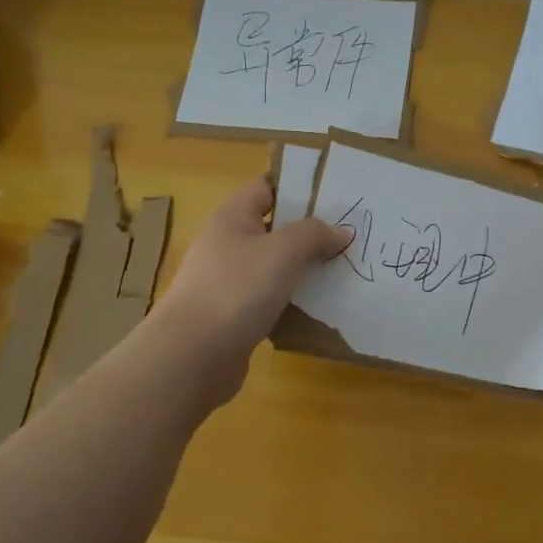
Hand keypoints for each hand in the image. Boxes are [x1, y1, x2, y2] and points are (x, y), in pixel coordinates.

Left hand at [145, 176, 349, 406]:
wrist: (191, 357)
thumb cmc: (236, 289)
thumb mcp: (283, 251)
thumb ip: (314, 234)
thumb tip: (340, 232)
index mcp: (233, 217)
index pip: (267, 186)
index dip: (299, 185)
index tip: (336, 191)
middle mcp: (227, 244)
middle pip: (274, 227)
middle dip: (310, 229)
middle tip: (350, 232)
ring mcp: (228, 281)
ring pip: (274, 265)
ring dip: (304, 266)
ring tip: (343, 267)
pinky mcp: (233, 315)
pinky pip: (270, 298)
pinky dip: (293, 298)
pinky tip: (319, 305)